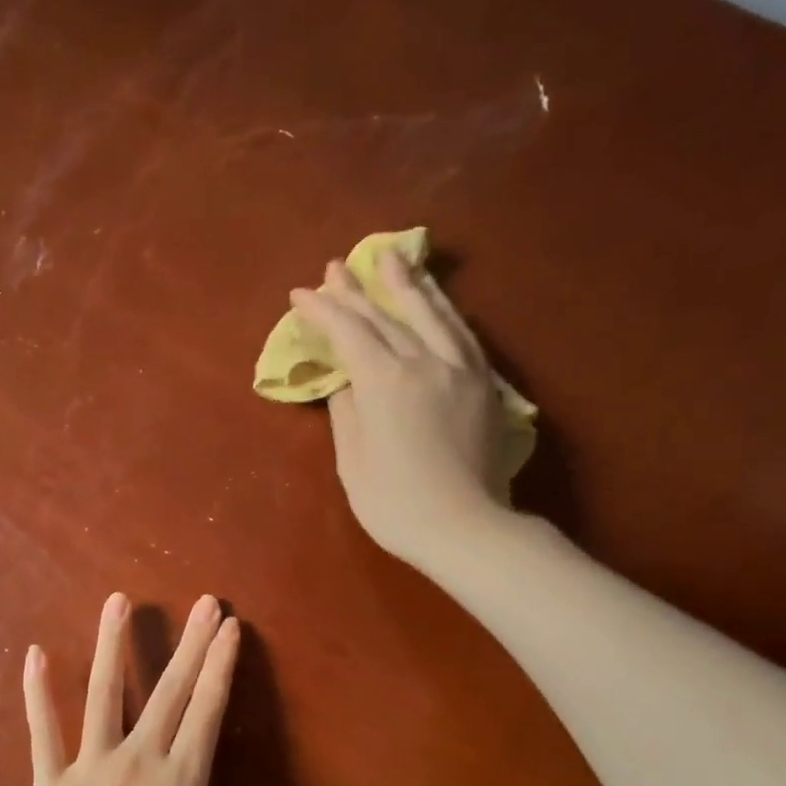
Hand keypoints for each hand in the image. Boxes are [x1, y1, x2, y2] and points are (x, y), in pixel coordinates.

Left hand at [13, 592, 296, 785]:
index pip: (206, 714)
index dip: (219, 668)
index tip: (228, 628)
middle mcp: (138, 764)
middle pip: (169, 693)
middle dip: (190, 644)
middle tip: (203, 601)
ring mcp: (90, 767)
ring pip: (104, 695)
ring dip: (113, 645)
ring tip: (119, 600)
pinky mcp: (50, 781)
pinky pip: (43, 731)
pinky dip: (37, 693)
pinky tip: (36, 653)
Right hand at [290, 249, 510, 569]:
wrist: (466, 528)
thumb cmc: (395, 504)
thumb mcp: (353, 461)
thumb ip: (347, 412)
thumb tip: (346, 382)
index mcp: (386, 381)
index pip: (350, 332)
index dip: (324, 310)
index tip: (300, 294)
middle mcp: (426, 362)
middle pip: (388, 316)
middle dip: (357, 290)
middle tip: (336, 267)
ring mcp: (460, 369)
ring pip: (432, 314)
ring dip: (407, 284)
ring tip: (392, 258)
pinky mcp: (484, 384)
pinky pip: (461, 333)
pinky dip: (442, 311)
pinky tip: (436, 302)